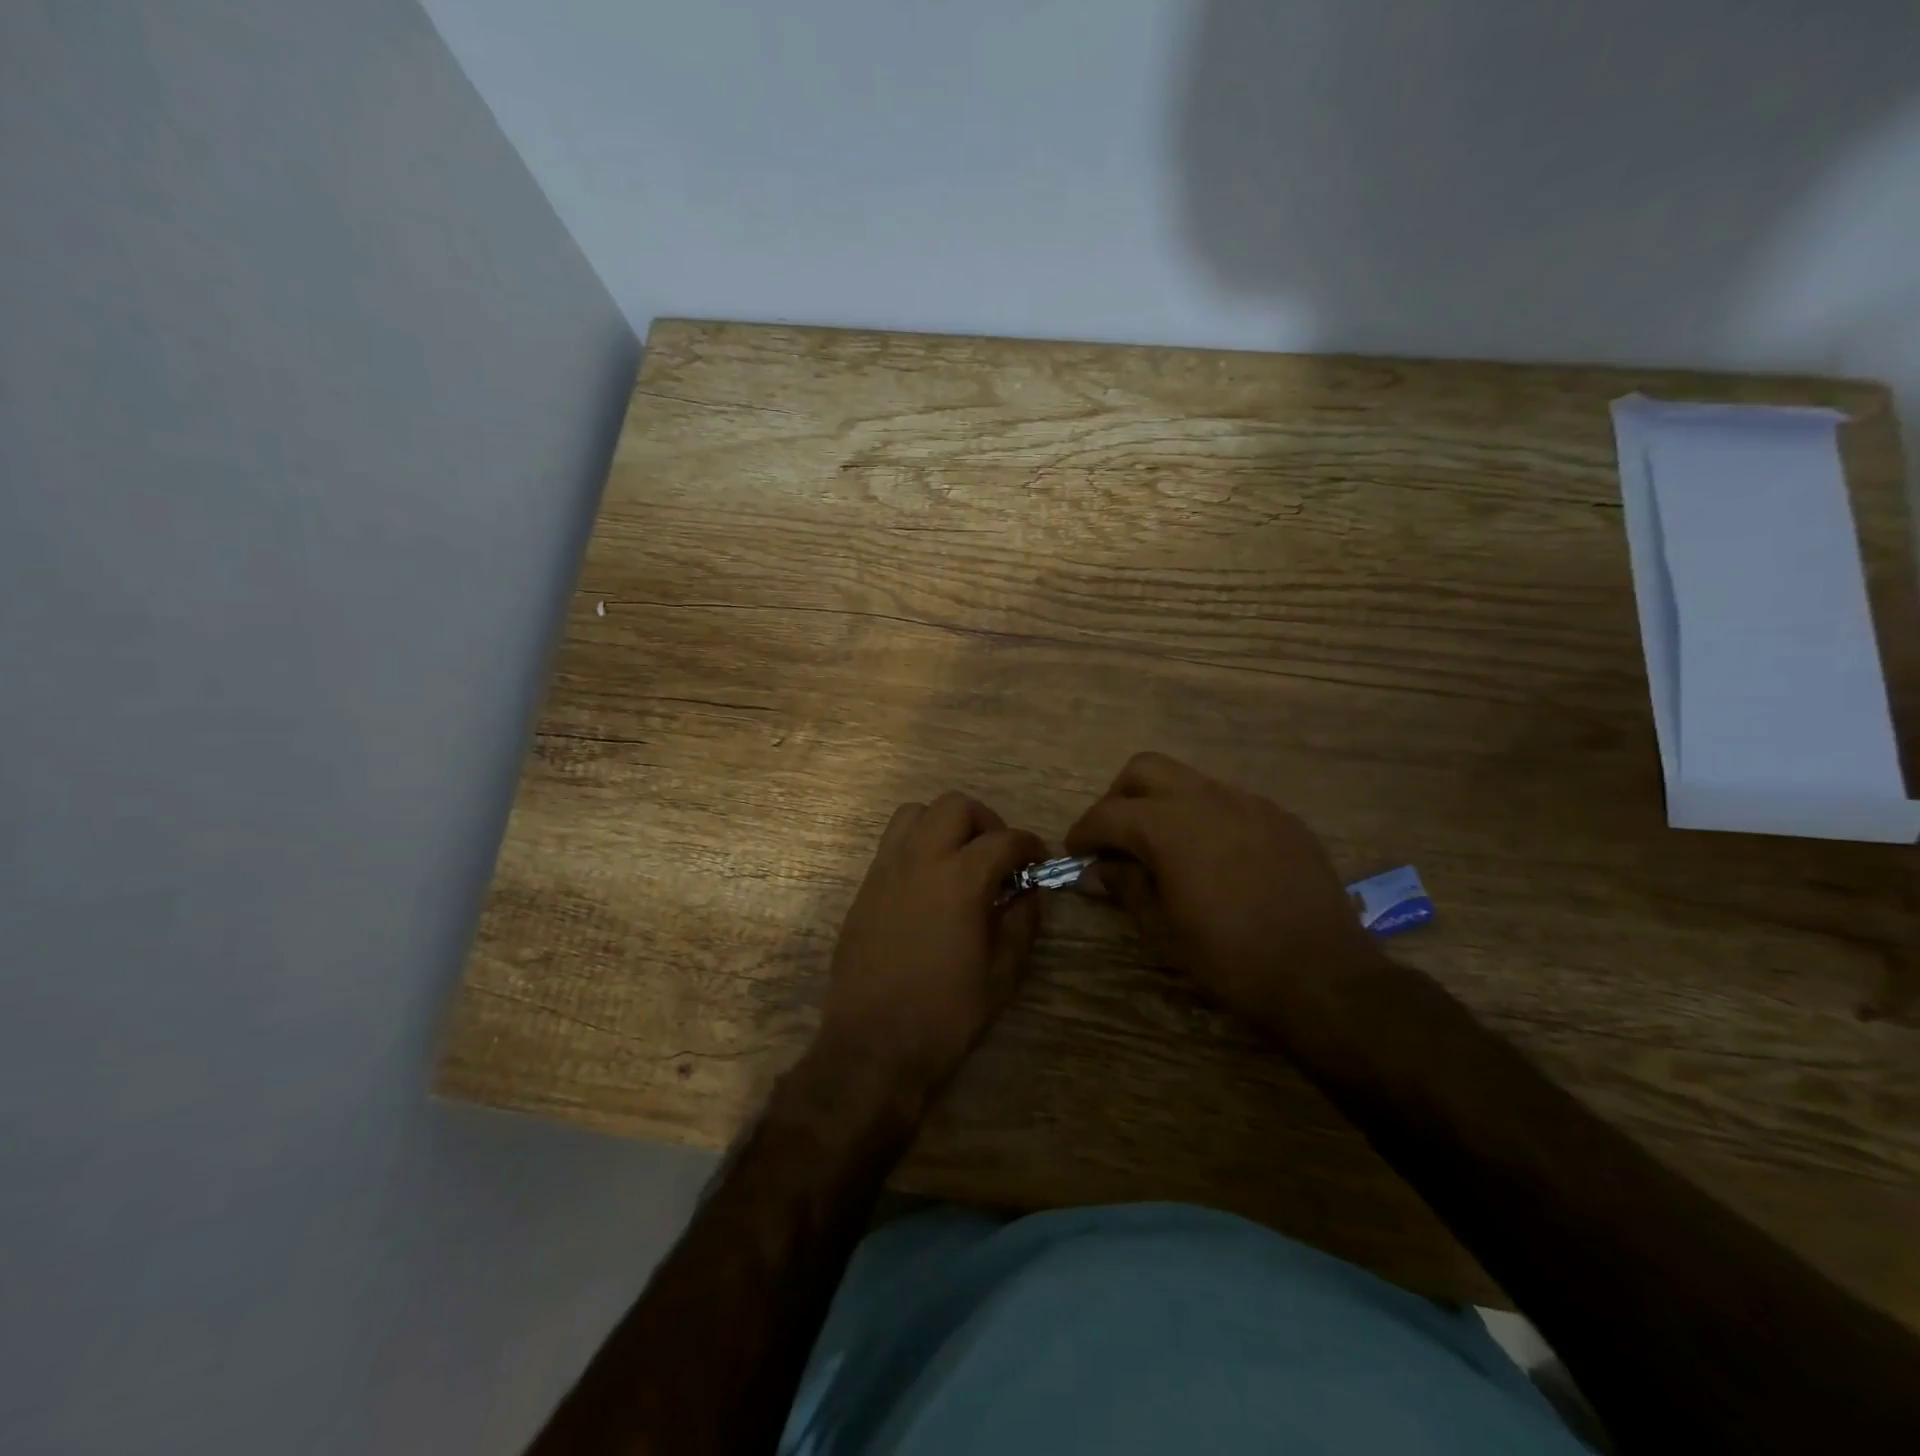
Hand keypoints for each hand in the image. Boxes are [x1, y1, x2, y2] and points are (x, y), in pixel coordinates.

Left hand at [816, 792, 1045, 1100]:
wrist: (873, 1042)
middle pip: (956, 806)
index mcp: (960, 879)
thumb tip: (1031, 892)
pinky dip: (916, 842)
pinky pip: (892, 840)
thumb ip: (1021, 923)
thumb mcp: (1001, 974)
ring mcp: (887, 869)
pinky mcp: (866, 885)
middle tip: (997, 855)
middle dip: (985, 821)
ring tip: (958, 857)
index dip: (1028, 845)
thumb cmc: (945, 1012)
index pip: (1003, 840)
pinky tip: (928, 880)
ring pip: (916, 812)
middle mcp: (921, 859)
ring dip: (944, 823)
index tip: (1038, 859)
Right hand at [1065, 752, 1382, 1027]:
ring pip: (1190, 781)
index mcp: (1171, 826)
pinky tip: (1212, 858)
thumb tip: (1097, 870)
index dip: (1084, 831)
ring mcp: (1250, 804)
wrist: (1323, 976)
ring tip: (1163, 849)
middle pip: (1145, 770)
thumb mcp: (1163, 929)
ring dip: (1163, 804)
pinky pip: (1229, 802)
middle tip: (1116, 839)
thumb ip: (1125, 886)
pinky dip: (1205, 817)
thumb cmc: (1230, 958)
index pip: (1109, 813)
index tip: (1074, 852)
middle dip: (1120, 798)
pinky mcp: (1281, 819)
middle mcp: (1208, 799)